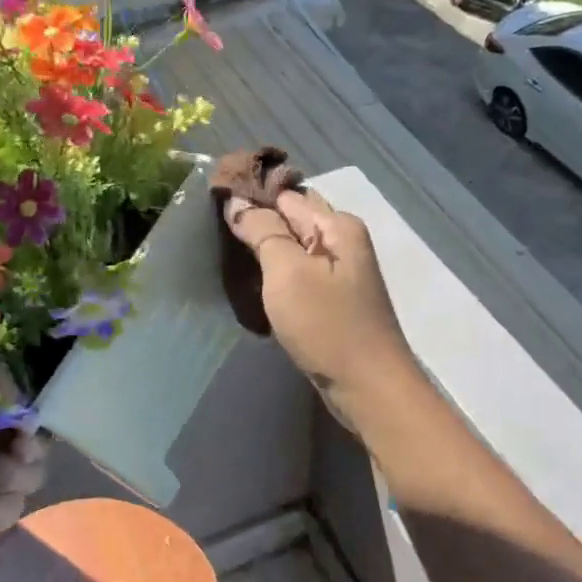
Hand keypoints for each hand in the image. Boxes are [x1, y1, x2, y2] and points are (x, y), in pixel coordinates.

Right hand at [222, 188, 415, 423]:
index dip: (250, 195)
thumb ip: (263, 231)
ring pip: (293, 247)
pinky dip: (276, 274)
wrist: (367, 387)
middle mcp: (342, 241)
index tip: (213, 202)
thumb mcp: (288, 272)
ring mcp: (339, 272)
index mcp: (336, 225)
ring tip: (226, 252)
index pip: (284, 195)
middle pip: (291, 218)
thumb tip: (236, 201)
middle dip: (256, 219)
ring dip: (264, 249)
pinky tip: (253, 282)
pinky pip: (298, 273)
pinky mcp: (333, 300)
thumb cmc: (327, 325)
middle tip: (214, 228)